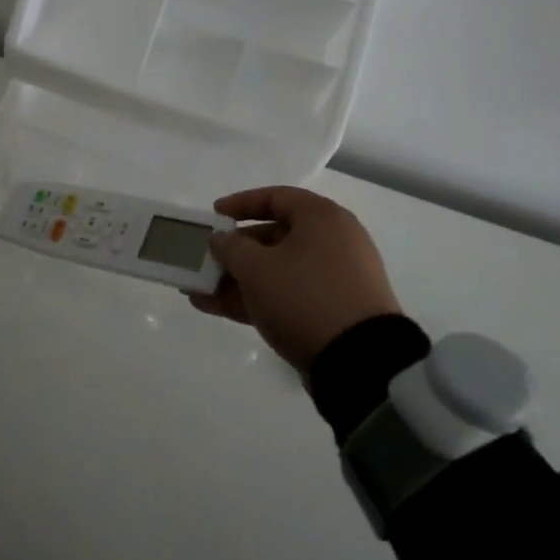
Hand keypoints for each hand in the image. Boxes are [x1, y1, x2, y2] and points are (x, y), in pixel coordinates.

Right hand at [187, 186, 402, 372]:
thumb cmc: (305, 297)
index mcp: (321, 218)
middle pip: (274, 236)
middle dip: (234, 251)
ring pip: (277, 270)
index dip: (240, 204)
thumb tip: (221, 239)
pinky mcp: (331, 311)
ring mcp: (333, 279)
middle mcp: (332, 241)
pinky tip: (216, 307)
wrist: (359, 361)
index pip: (275, 197)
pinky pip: (287, 294)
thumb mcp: (257, 269)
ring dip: (238, 279)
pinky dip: (255, 298)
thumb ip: (230, 248)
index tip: (213, 216)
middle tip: (204, 261)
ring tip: (199, 291)